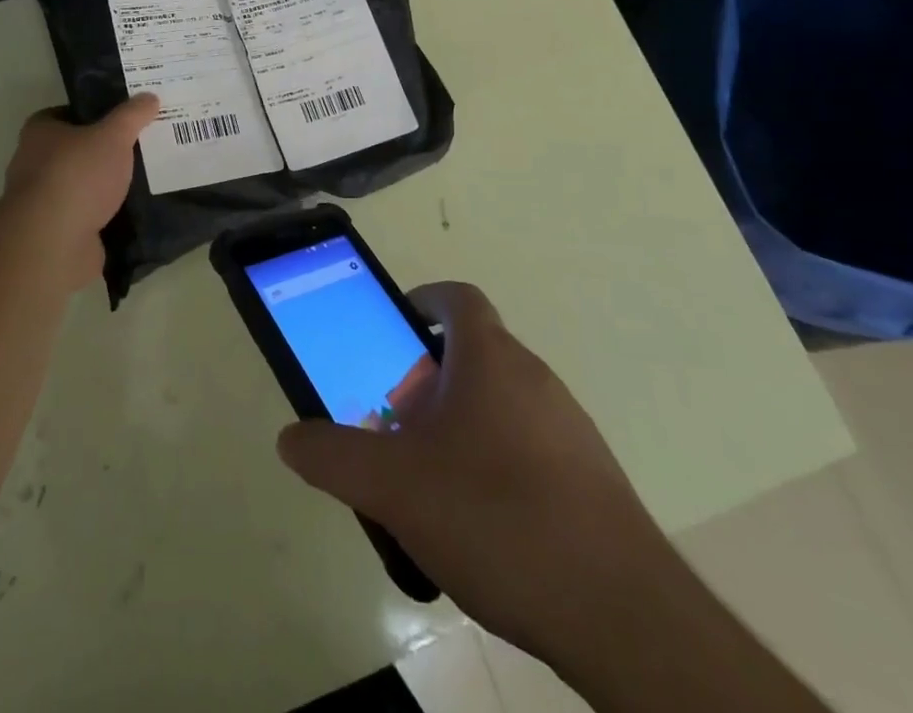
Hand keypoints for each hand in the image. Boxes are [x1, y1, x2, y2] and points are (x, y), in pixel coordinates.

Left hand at [1, 95, 158, 286]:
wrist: (53, 242)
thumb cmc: (77, 175)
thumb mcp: (113, 135)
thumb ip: (132, 115)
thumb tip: (149, 97)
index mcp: (39, 132)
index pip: (66, 113)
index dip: (94, 112)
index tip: (124, 117)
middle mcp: (34, 163)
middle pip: (76, 150)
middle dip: (104, 150)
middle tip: (141, 145)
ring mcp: (43, 201)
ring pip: (83, 185)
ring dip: (107, 185)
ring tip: (146, 178)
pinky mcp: (57, 232)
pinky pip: (89, 215)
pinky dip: (108, 214)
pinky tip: (136, 211)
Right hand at [274, 282, 675, 675]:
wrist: (622, 615)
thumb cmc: (496, 517)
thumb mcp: (393, 487)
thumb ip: (333, 457)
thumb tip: (290, 438)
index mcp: (491, 358)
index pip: (457, 298)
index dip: (422, 301)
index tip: (393, 332)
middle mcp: (534, 377)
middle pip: (473, 354)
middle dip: (427, 379)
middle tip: (396, 423)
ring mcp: (569, 428)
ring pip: (500, 403)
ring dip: (460, 425)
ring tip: (430, 481)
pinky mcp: (591, 478)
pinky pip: (528, 447)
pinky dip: (495, 464)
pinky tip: (479, 526)